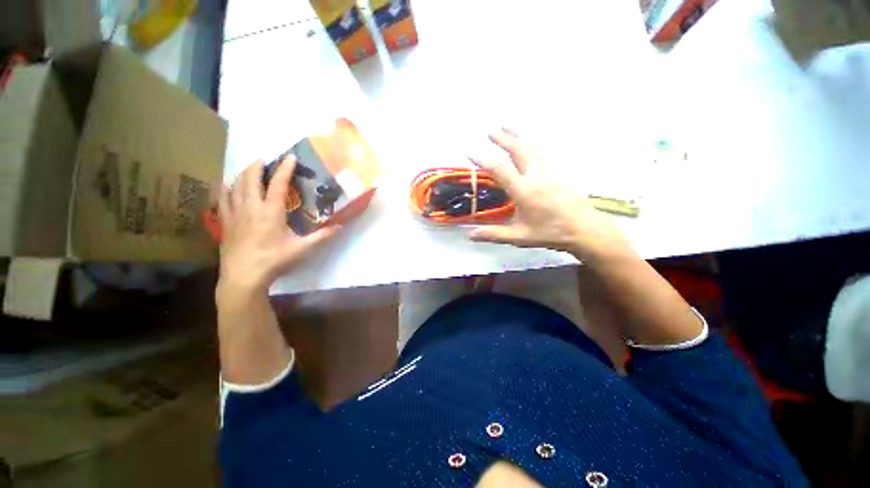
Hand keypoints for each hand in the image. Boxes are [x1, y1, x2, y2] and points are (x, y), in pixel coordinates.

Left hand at [218, 156, 339, 293]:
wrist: (243, 276)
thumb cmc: (274, 260)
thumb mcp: (301, 248)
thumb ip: (321, 236)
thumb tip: (340, 226)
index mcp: (271, 212)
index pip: (278, 184)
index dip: (285, 169)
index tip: (290, 157)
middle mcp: (251, 207)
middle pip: (250, 179)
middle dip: (257, 166)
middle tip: (264, 160)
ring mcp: (235, 213)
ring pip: (235, 186)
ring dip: (243, 174)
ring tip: (249, 169)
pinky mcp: (225, 221)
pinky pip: (222, 199)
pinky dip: (226, 188)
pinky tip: (227, 186)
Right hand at [469, 128, 635, 264]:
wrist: (585, 229)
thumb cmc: (550, 233)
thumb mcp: (519, 236)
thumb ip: (493, 234)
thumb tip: (470, 235)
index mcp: (524, 190)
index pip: (500, 169)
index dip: (483, 159)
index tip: (470, 152)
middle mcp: (536, 176)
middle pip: (518, 150)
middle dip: (503, 139)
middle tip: (490, 131)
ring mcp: (550, 171)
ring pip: (532, 147)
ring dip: (518, 136)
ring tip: (507, 126)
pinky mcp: (559, 172)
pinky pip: (543, 153)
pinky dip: (532, 144)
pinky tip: (530, 144)